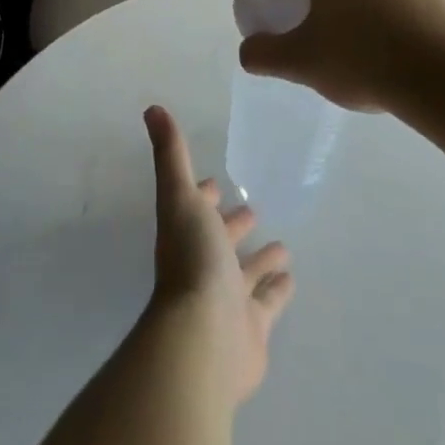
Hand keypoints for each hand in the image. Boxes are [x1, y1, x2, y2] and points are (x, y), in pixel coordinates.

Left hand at [144, 105, 293, 405]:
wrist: (204, 337)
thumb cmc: (192, 260)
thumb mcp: (180, 197)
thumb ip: (171, 154)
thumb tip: (152, 108)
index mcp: (186, 234)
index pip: (195, 208)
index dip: (202, 194)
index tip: (214, 183)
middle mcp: (203, 265)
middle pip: (220, 240)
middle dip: (234, 224)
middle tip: (252, 210)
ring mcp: (227, 299)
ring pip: (246, 273)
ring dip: (260, 259)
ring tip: (283, 246)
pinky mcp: (251, 328)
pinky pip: (267, 303)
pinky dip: (277, 290)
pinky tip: (291, 278)